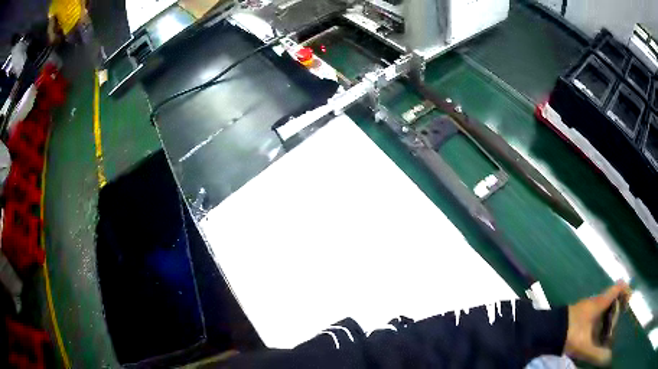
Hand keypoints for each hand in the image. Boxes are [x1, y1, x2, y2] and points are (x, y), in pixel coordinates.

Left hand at [565, 282, 629, 365]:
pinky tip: (599, 330)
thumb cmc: (570, 334)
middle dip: (618, 305)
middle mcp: (595, 301)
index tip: (630, 300)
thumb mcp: (585, 346)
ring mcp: (586, 306)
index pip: (618, 288)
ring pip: (603, 304)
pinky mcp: (579, 313)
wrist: (547, 331)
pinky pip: (595, 311)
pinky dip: (601, 317)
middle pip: (611, 296)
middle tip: (621, 318)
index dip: (626, 290)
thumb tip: (608, 359)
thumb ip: (597, 354)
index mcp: (600, 303)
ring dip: (609, 312)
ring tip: (612, 326)